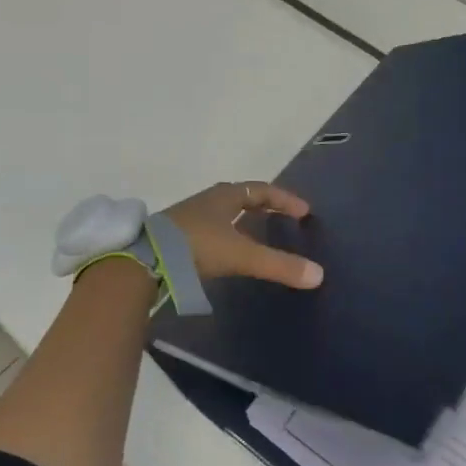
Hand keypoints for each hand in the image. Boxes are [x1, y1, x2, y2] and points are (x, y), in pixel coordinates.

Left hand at [162, 181, 322, 289]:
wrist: (147, 259)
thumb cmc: (198, 246)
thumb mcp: (242, 255)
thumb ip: (279, 265)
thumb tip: (318, 275)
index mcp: (225, 196)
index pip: (262, 190)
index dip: (284, 199)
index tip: (304, 211)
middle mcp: (207, 201)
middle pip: (241, 197)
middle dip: (263, 205)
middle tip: (282, 217)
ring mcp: (189, 217)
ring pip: (223, 213)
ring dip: (242, 221)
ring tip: (257, 236)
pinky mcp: (177, 236)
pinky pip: (210, 229)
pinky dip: (226, 235)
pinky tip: (226, 252)